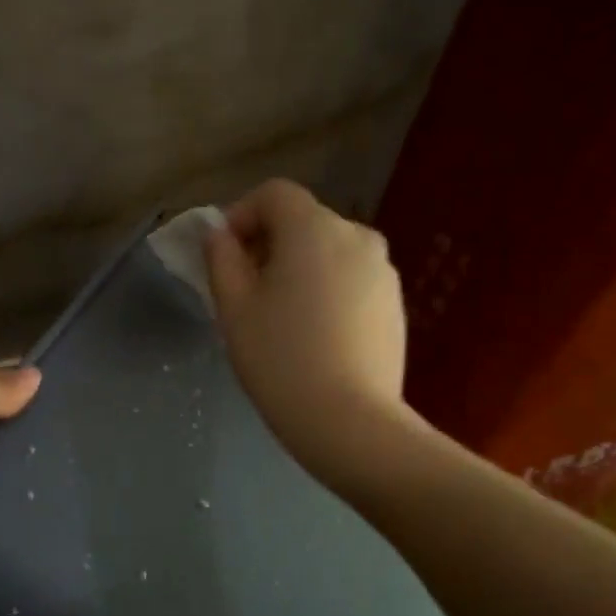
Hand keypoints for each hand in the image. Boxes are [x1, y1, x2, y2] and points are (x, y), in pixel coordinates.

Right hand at [205, 179, 414, 484]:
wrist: (350, 421)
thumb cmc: (280, 358)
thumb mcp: (234, 307)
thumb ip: (221, 258)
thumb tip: (219, 235)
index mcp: (314, 228)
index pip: (274, 194)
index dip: (241, 215)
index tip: (224, 256)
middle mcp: (357, 236)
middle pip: (302, 221)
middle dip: (268, 244)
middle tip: (245, 290)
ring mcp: (383, 270)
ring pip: (328, 251)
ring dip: (298, 267)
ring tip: (279, 316)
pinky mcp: (395, 303)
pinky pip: (350, 278)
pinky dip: (326, 289)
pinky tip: (314, 334)